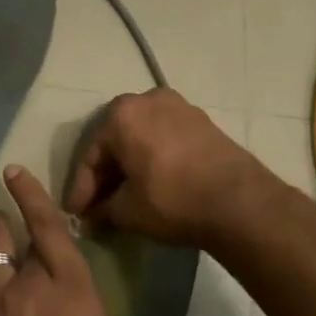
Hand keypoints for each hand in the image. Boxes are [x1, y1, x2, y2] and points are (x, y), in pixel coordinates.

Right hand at [64, 89, 266, 246]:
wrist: (239, 202)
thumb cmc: (172, 200)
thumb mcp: (127, 211)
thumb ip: (102, 209)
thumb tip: (92, 216)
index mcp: (122, 114)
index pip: (90, 155)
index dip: (80, 189)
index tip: (75, 214)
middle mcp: (148, 99)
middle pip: (115, 141)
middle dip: (105, 175)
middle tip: (97, 205)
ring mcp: (179, 107)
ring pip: (141, 138)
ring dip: (129, 166)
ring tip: (123, 197)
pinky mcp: (202, 121)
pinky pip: (164, 139)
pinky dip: (152, 159)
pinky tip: (150, 184)